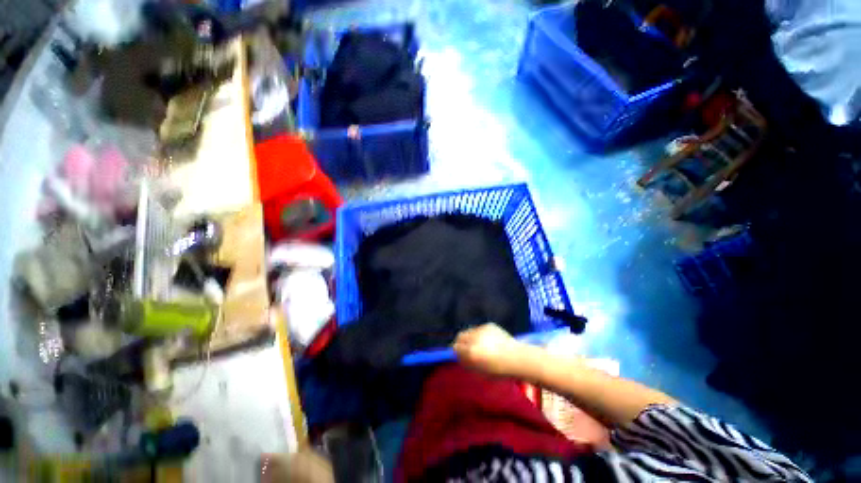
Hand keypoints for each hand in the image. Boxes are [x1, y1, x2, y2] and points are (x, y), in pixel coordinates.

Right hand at [453, 323, 527, 376]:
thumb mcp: (480, 371)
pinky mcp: (489, 325)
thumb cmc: (499, 370)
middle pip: (460, 336)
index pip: (455, 347)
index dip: (456, 351)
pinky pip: (479, 329)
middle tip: (466, 348)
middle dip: (461, 342)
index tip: (459, 355)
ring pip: (469, 331)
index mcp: (472, 352)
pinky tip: (488, 340)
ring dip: (470, 337)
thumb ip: (466, 362)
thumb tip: (457, 355)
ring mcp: (482, 329)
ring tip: (479, 344)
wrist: (518, 359)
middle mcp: (475, 338)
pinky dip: (480, 334)